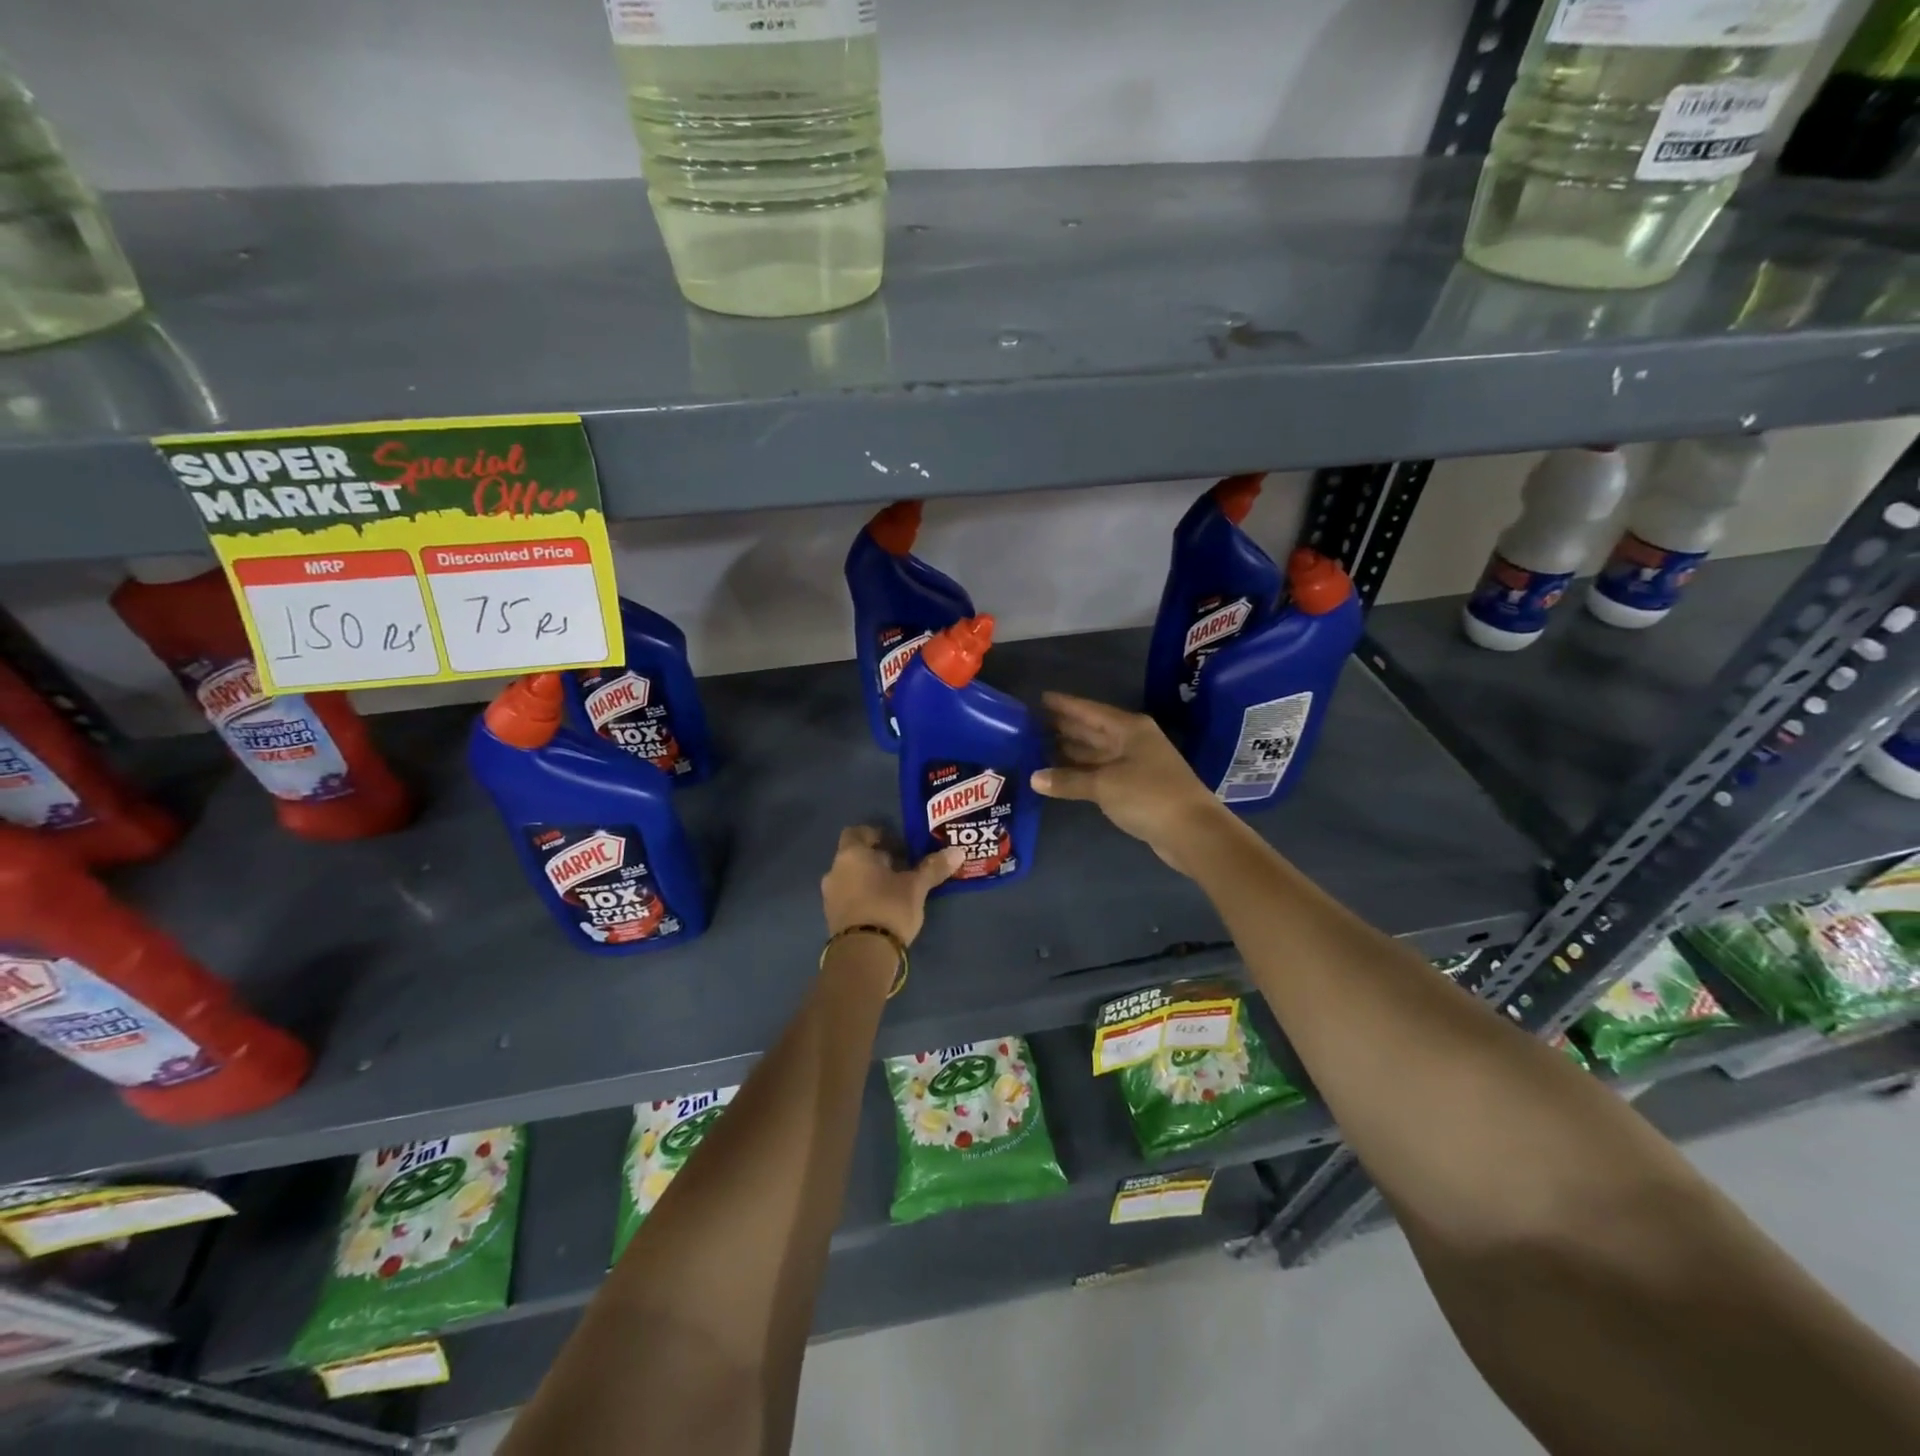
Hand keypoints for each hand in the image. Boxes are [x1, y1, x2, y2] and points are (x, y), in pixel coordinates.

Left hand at [820, 826, 963, 943]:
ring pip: (851, 878)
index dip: (877, 835)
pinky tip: (884, 908)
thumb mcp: (915, 887)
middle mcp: (835, 871)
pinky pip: (848, 898)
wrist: (863, 955)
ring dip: (870, 880)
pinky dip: (863, 897)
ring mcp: (830, 896)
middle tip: (903, 867)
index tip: (898, 844)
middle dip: (878, 860)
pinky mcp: (832, 918)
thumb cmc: (888, 908)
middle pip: (856, 856)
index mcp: (852, 855)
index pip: (857, 832)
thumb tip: (958, 852)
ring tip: (896, 890)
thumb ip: (933, 868)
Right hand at [1030, 692, 1229, 875]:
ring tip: (1039, 748)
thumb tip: (1034, 778)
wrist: (1192, 831)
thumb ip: (1068, 780)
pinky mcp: (1136, 788)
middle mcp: (1132, 741)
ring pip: (1096, 752)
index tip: (1040, 698)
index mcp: (1128, 729)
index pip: (1089, 711)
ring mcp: (1136, 765)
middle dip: (1064, 727)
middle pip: (1092, 730)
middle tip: (1032, 724)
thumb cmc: (1148, 795)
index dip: (1065, 705)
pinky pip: (1101, 773)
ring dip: (1071, 751)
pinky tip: (1061, 775)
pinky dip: (1081, 772)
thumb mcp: (1104, 785)